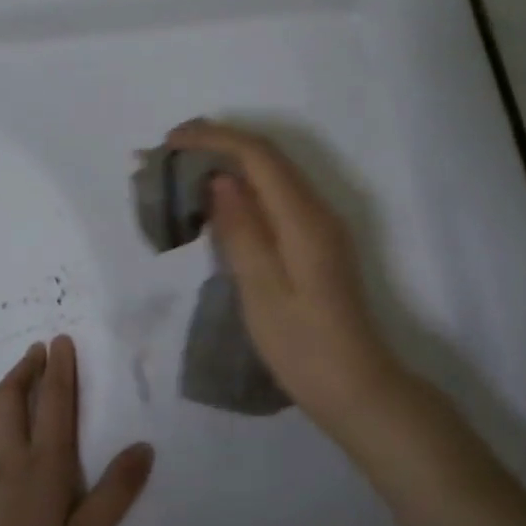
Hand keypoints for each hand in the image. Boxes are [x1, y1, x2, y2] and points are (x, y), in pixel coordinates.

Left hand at [0, 336, 153, 525]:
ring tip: (13, 383)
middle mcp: (7, 458)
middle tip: (38, 351)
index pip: (55, 402)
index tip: (62, 341)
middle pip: (12, 396)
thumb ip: (115, 494)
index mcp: (44, 465)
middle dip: (26, 367)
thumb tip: (143, 448)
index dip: (61, 368)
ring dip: (0, 390)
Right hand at [168, 120, 406, 427]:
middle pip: (268, 156)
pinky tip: (217, 201)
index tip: (171, 141)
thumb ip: (241, 230)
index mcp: (305, 219)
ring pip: (272, 174)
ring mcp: (321, 225)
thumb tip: (220, 179)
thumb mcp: (261, 290)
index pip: (259, 156)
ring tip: (184, 168)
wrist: (355, 386)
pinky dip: (243, 187)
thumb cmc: (302, 346)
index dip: (214, 138)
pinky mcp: (316, 241)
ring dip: (230, 162)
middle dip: (218, 143)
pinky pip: (276, 196)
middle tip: (170, 150)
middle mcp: (318, 210)